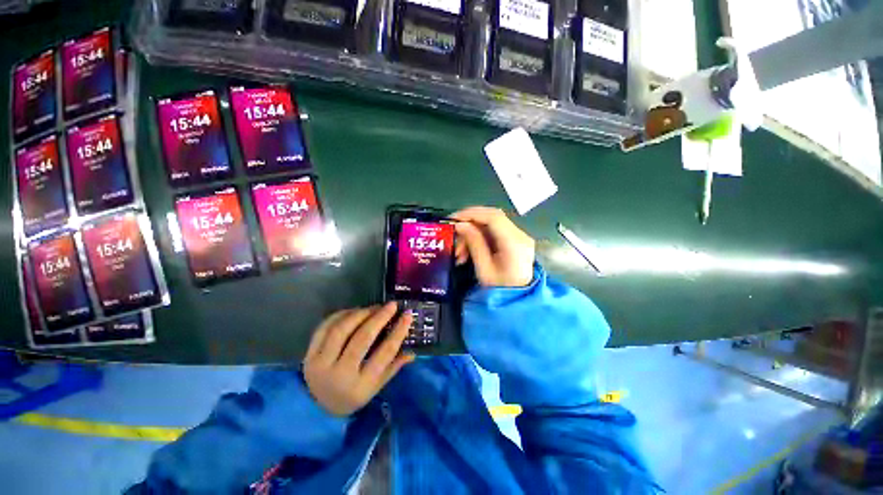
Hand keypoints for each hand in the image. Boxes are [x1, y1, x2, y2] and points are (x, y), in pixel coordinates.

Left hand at [303, 302, 414, 416]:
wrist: (317, 408)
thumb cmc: (353, 395)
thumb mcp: (376, 386)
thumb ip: (394, 367)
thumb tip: (413, 352)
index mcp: (361, 385)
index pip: (384, 353)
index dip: (398, 332)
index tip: (408, 315)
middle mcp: (340, 374)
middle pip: (362, 338)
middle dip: (379, 317)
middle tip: (391, 305)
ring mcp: (321, 364)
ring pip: (341, 330)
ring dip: (360, 313)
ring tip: (373, 307)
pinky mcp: (309, 355)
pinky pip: (324, 328)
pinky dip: (341, 315)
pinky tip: (354, 311)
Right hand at [451, 206, 534, 287]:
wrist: (518, 301)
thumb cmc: (500, 289)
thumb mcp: (484, 269)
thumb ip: (474, 243)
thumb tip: (461, 225)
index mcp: (514, 243)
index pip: (493, 217)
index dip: (472, 214)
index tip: (453, 219)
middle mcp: (520, 235)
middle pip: (492, 217)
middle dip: (470, 224)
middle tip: (454, 236)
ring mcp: (519, 237)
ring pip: (491, 224)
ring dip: (473, 233)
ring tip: (460, 252)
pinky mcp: (515, 240)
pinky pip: (494, 231)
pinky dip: (479, 237)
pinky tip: (469, 250)